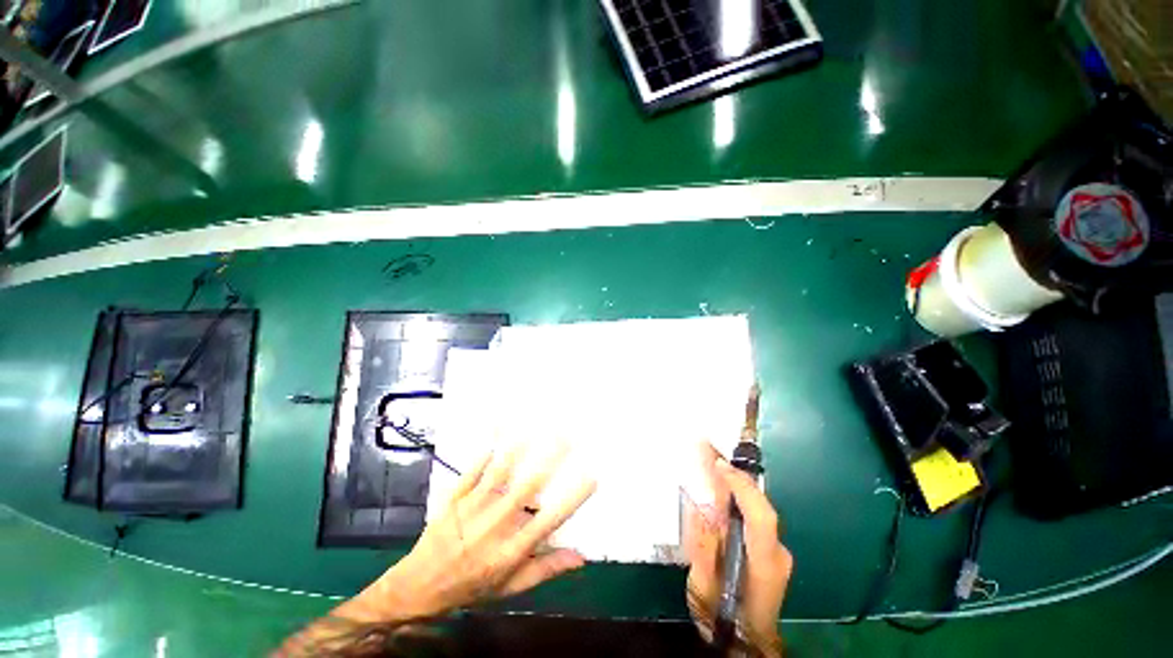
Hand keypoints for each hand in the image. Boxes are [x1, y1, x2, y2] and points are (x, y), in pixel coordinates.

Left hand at [338, 443, 597, 623]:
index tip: (591, 477)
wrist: (420, 587)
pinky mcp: (455, 499)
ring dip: (519, 448)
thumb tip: (580, 557)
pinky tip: (495, 432)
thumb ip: (545, 570)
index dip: (572, 499)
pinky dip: (484, 452)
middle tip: (567, 437)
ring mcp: (473, 509)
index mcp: (512, 549)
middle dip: (550, 459)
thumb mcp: (511, 587)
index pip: (549, 521)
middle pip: (527, 488)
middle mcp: (495, 525)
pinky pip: (472, 471)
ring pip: (499, 472)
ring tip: (535, 427)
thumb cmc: (472, 585)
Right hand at [684, 443, 792, 656]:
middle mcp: (776, 553)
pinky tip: (717, 479)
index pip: (761, 518)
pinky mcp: (768, 546)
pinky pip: (750, 512)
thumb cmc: (722, 619)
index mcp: (764, 566)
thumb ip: (703, 550)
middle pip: (759, 504)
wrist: (746, 642)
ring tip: (709, 454)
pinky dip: (733, 493)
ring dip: (731, 480)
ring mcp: (776, 549)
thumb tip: (702, 510)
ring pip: (755, 505)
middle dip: (733, 474)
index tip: (719, 465)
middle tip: (707, 446)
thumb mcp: (703, 590)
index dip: (742, 488)